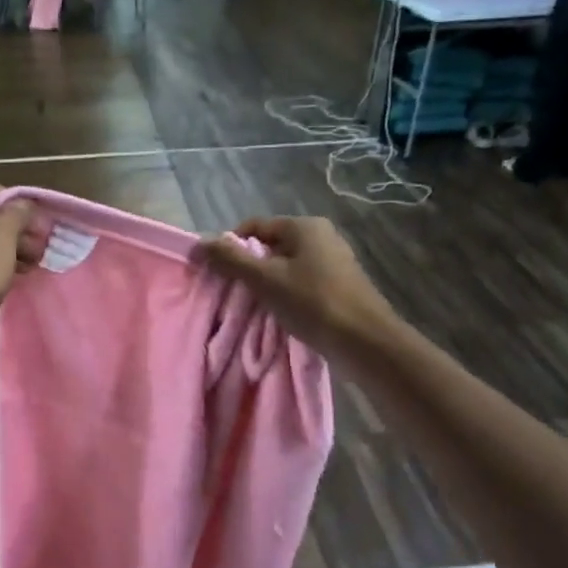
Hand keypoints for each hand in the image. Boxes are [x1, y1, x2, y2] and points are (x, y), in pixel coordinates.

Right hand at [199, 217, 395, 355]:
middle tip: (234, 292)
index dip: (231, 246)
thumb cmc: (313, 303)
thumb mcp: (266, 280)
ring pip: (286, 266)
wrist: (366, 342)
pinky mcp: (339, 285)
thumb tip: (201, 243)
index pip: (254, 226)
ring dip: (267, 283)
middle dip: (249, 267)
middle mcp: (321, 236)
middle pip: (270, 246)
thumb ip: (231, 260)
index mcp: (304, 226)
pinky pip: (301, 281)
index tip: (218, 273)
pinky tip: (280, 313)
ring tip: (254, 306)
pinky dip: (286, 293)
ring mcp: (333, 260)